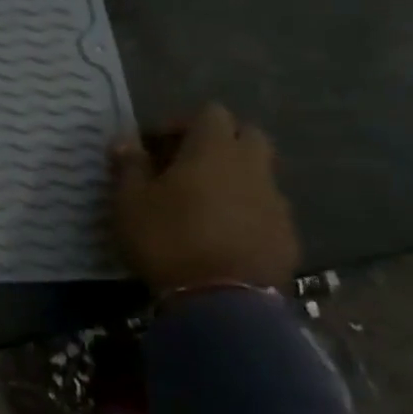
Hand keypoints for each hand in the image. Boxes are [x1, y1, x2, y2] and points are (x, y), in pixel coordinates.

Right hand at [109, 103, 299, 295]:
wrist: (221, 300)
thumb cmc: (167, 239)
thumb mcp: (130, 201)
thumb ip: (129, 165)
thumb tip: (125, 140)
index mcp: (213, 151)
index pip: (210, 113)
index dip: (181, 123)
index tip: (156, 145)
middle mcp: (252, 167)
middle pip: (246, 135)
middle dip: (218, 142)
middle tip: (184, 165)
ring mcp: (276, 202)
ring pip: (259, 173)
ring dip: (233, 177)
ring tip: (201, 202)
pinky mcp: (287, 235)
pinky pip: (266, 208)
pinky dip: (245, 210)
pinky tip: (221, 233)